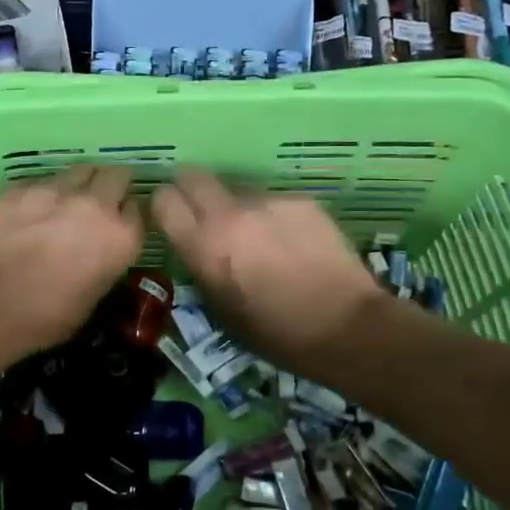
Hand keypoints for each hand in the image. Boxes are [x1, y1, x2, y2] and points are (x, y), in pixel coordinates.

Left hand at [0, 165, 144, 355]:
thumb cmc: (43, 318)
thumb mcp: (90, 301)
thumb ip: (103, 267)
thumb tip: (97, 257)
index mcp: (120, 238)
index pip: (138, 209)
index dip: (126, 216)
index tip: (117, 224)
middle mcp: (95, 205)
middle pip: (116, 175)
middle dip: (111, 186)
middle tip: (97, 204)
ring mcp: (55, 190)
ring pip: (80, 169)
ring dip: (79, 184)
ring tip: (64, 202)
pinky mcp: (20, 187)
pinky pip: (41, 180)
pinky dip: (42, 192)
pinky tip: (28, 212)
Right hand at [152, 167, 387, 378]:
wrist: (345, 327)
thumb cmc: (276, 334)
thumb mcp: (221, 310)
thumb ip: (202, 269)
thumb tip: (198, 248)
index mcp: (204, 247)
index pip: (163, 200)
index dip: (165, 207)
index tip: (172, 218)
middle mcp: (230, 214)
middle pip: (193, 175)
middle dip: (192, 190)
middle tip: (205, 213)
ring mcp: (268, 202)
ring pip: (238, 189)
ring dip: (238, 207)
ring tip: (261, 238)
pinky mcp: (301, 200)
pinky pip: (273, 201)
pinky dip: (275, 217)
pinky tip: (294, 242)